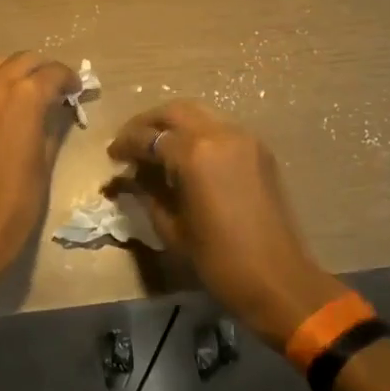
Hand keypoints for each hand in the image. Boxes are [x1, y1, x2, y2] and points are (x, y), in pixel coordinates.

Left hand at [0, 52, 79, 274]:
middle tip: (58, 88)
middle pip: (23, 60)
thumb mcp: (45, 160)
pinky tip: (10, 108)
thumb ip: (52, 125)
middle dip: (44, 69)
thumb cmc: (18, 200)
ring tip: (34, 93)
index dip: (69, 79)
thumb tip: (58, 110)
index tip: (78, 90)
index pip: (52, 72)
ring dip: (19, 72)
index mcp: (22, 97)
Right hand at [109, 101, 347, 349]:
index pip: (148, 137)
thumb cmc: (218, 260)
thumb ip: (147, 192)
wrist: (278, 279)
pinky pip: (220, 127)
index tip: (112, 156)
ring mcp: (243, 138)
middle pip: (174, 111)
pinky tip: (186, 155)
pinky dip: (197, 132)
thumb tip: (129, 176)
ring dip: (173, 124)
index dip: (125, 145)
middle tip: (130, 142)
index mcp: (194, 153)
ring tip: (155, 147)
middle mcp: (219, 133)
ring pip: (199, 113)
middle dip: (147, 123)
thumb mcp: (171, 228)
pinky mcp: (259, 149)